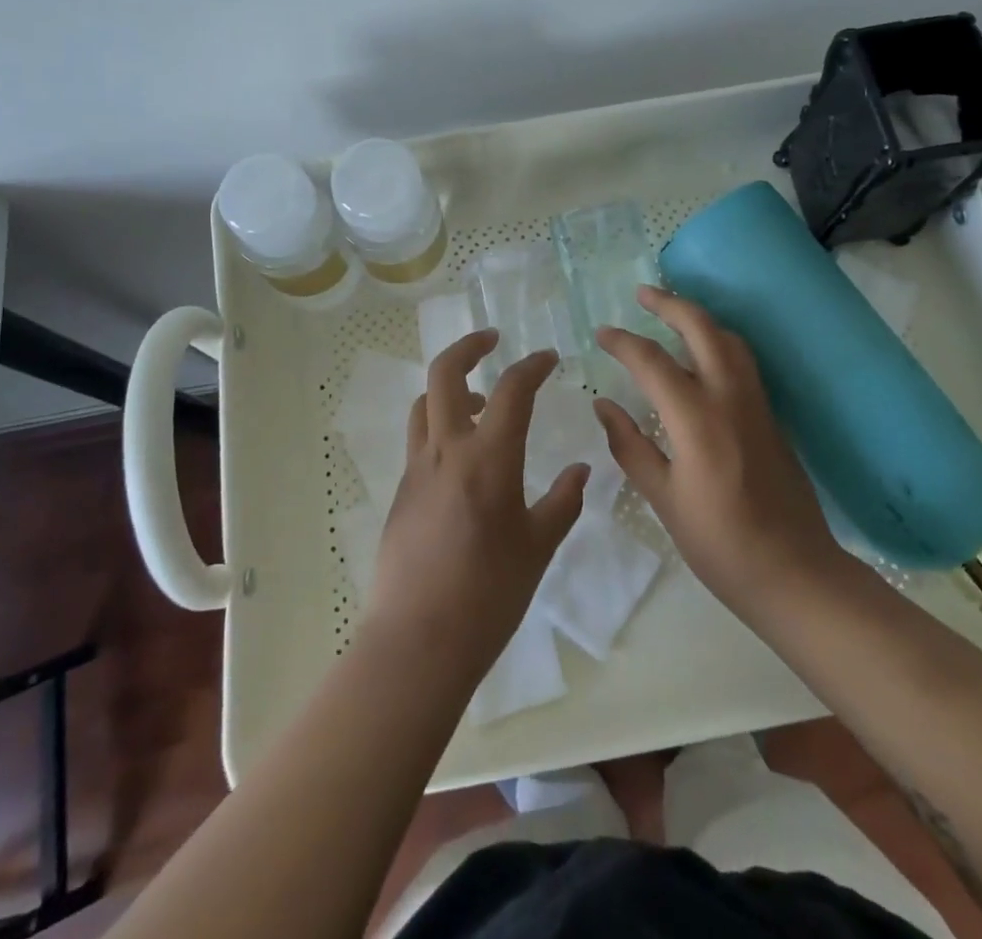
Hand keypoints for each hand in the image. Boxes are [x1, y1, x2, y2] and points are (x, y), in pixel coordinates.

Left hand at [364, 330, 588, 683]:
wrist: (417, 642)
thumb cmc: (488, 596)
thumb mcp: (538, 547)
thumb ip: (562, 502)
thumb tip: (581, 470)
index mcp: (488, 458)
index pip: (512, 390)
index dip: (533, 365)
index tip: (550, 358)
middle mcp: (446, 450)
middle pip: (445, 373)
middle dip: (469, 346)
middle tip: (493, 340)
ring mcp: (417, 469)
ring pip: (425, 403)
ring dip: (451, 387)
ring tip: (482, 400)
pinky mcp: (401, 491)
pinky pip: (419, 438)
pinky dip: (441, 424)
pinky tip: (464, 457)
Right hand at [594, 286, 843, 629]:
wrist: (796, 573)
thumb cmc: (720, 544)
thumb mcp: (664, 498)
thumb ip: (631, 446)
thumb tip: (604, 406)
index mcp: (697, 419)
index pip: (652, 362)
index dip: (623, 342)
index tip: (601, 333)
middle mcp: (730, 398)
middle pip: (702, 329)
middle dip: (670, 304)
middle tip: (642, 293)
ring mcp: (757, 404)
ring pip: (730, 339)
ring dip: (699, 318)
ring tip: (672, 314)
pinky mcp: (771, 416)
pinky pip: (743, 361)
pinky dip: (718, 341)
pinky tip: (702, 355)